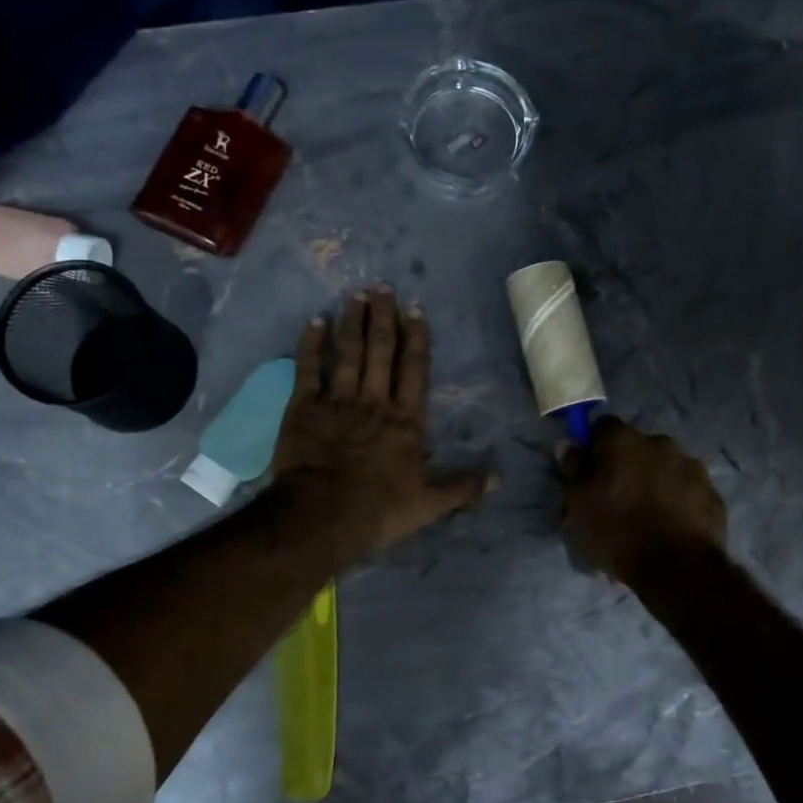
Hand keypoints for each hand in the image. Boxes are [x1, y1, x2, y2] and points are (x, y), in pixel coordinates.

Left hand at [273, 286, 491, 558]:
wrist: (323, 515)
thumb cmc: (379, 510)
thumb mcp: (429, 504)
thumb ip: (462, 488)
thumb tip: (498, 479)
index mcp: (406, 421)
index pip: (414, 370)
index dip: (416, 337)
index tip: (415, 309)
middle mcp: (374, 402)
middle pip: (381, 351)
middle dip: (383, 317)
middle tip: (382, 287)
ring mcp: (338, 401)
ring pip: (348, 352)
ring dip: (352, 322)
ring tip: (355, 295)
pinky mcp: (304, 408)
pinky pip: (308, 369)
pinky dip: (311, 345)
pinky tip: (314, 322)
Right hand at [558, 416, 726, 581]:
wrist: (678, 568)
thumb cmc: (617, 532)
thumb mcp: (578, 505)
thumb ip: (573, 469)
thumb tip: (568, 444)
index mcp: (624, 441)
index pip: (602, 426)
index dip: (594, 446)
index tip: (590, 472)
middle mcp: (660, 443)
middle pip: (636, 447)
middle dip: (627, 466)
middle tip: (617, 499)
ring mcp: (691, 467)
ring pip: (664, 468)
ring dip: (654, 482)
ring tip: (647, 518)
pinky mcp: (712, 493)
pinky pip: (686, 490)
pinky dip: (677, 501)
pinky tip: (669, 528)